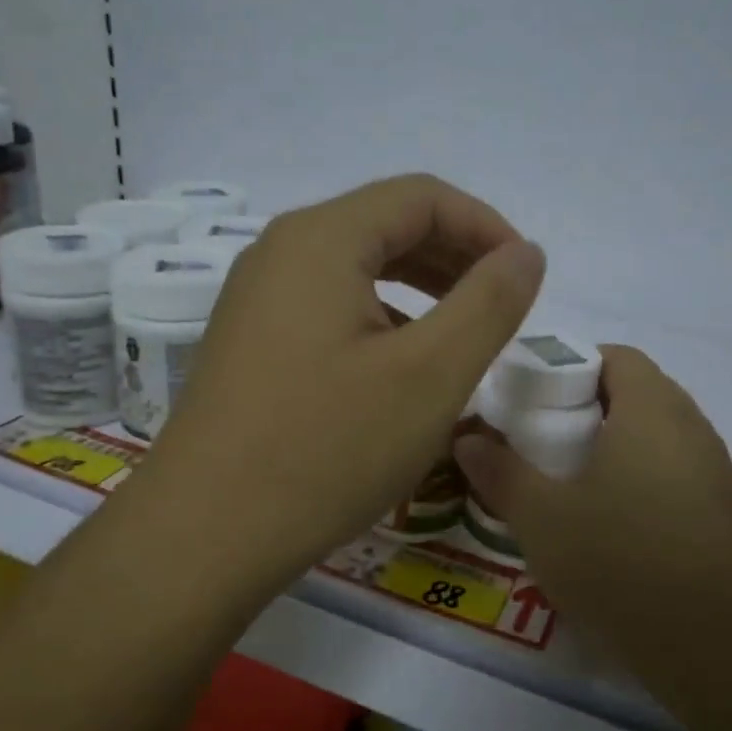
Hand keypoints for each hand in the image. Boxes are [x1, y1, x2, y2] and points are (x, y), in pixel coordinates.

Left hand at [134, 174, 545, 600]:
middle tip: (501, 306)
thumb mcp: (431, 375)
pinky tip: (400, 366)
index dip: (485, 226)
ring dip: (419, 289)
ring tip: (461, 335)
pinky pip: (328, 307)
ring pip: (356, 268)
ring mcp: (256, 299)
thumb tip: (525, 252)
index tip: (524, 275)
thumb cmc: (328, 448)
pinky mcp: (250, 343)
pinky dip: (379, 319)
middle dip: (454, 256)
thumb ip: (489, 303)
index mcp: (321, 239)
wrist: (206, 533)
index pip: (421, 197)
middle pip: (385, 225)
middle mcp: (280, 252)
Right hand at [454, 346, 731, 651]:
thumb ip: (500, 472)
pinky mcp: (723, 513)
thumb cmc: (620, 560)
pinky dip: (640, 480)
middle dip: (588, 408)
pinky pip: (675, 474)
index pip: (618, 356)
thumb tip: (467, 439)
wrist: (715, 643)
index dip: (574, 365)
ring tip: (570, 483)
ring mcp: (714, 472)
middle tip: (543, 441)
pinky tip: (611, 525)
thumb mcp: (541, 517)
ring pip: (658, 437)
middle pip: (638, 393)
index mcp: (651, 409)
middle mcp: (691, 428)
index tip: (536, 398)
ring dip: (616, 447)